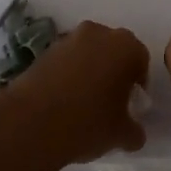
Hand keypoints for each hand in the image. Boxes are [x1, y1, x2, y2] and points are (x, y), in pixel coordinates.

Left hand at [0, 20, 149, 167]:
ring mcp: (67, 40)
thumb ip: (135, 130)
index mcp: (126, 47)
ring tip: (83, 104)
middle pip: (113, 52)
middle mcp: (98, 34)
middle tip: (109, 101)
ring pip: (87, 55)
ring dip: (89, 72)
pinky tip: (62, 102)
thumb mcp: (122, 135)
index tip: (131, 105)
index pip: (141, 61)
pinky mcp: (41, 51)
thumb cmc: (88, 123)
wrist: (30, 124)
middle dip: (114, 72)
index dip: (138, 84)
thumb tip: (133, 132)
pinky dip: (67, 76)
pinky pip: (65, 62)